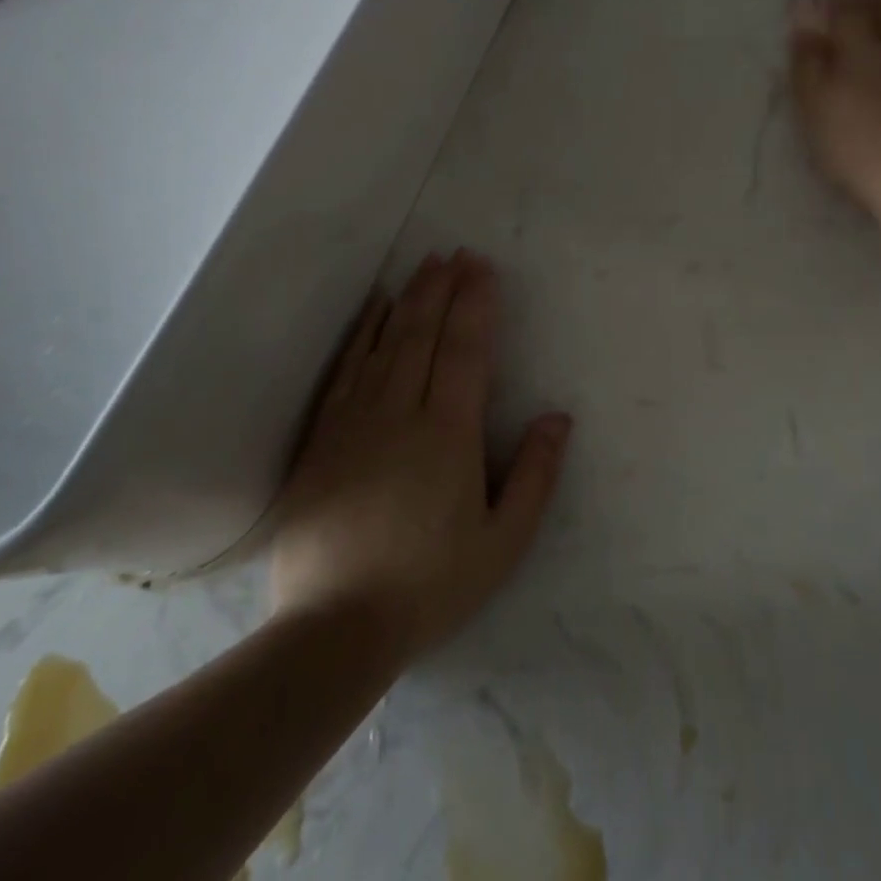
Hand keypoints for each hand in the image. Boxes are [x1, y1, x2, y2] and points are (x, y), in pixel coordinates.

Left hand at [269, 252, 571, 660]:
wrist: (333, 628)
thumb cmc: (430, 585)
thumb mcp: (503, 542)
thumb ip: (535, 475)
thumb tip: (558, 417)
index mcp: (448, 433)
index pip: (465, 350)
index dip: (476, 304)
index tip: (482, 267)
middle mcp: (401, 412)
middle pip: (424, 334)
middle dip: (443, 288)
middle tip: (455, 253)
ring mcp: (355, 421)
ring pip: (386, 342)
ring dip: (408, 299)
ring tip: (424, 265)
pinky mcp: (322, 437)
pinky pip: (346, 369)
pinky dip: (363, 332)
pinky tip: (374, 310)